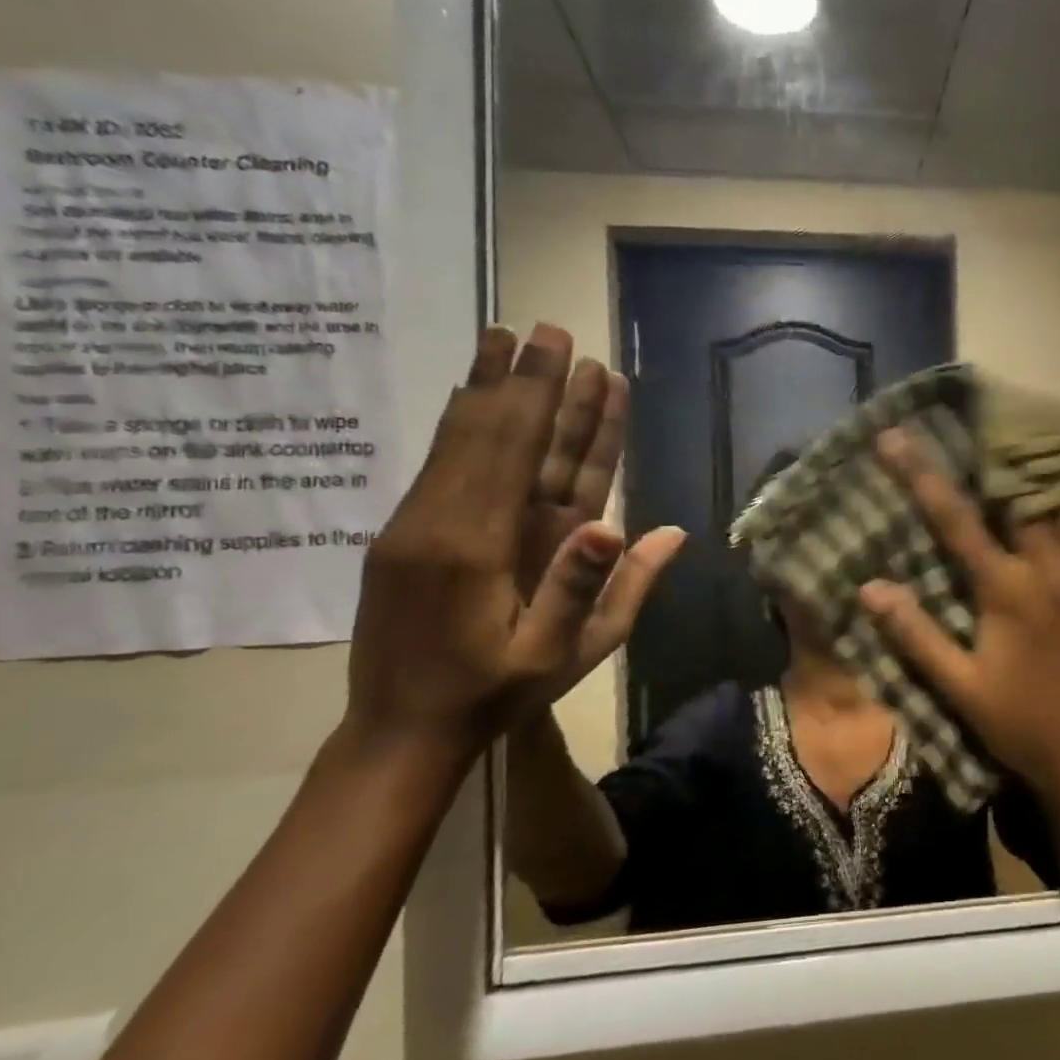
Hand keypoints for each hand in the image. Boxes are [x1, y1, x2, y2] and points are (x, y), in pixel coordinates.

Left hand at [343, 323, 683, 750]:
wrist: (399, 731)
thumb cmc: (496, 695)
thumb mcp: (566, 655)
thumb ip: (607, 588)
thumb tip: (660, 528)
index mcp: (486, 547)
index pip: (525, 453)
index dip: (550, 400)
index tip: (571, 355)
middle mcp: (446, 520)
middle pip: (492, 432)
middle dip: (523, 378)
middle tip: (545, 328)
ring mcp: (417, 523)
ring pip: (459, 439)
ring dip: (487, 387)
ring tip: (503, 338)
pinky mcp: (404, 533)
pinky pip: (438, 463)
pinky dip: (459, 422)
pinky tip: (468, 396)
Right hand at [857, 429, 1059, 794]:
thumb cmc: (1021, 719)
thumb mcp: (960, 686)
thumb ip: (916, 634)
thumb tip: (870, 588)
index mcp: (1007, 586)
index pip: (957, 518)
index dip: (921, 475)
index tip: (894, 437)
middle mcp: (1046, 565)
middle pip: (1020, 491)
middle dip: (992, 452)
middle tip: (967, 421)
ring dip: (1035, 469)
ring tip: (1012, 441)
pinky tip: (1054, 489)